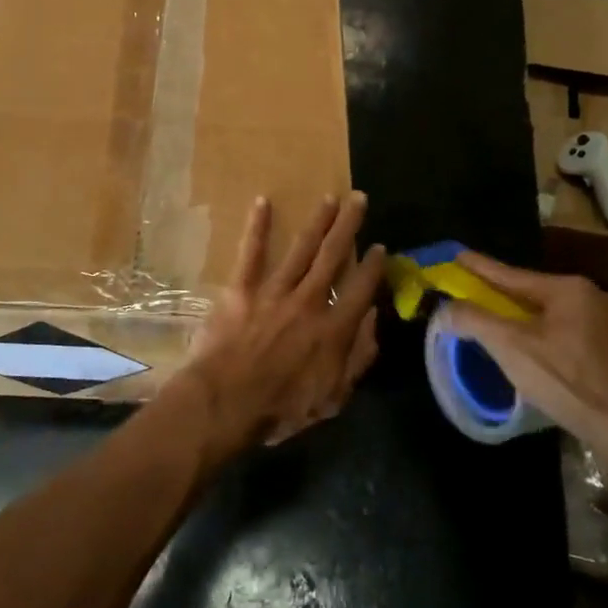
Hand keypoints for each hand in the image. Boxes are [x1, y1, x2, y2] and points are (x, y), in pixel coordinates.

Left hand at [178, 193, 385, 447]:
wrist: (226, 402)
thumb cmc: (281, 408)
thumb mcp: (333, 398)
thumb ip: (357, 358)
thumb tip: (373, 320)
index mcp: (334, 329)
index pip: (361, 289)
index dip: (374, 267)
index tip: (381, 247)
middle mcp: (309, 301)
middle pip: (334, 256)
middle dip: (349, 226)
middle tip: (359, 199)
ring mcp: (274, 291)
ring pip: (301, 248)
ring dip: (317, 221)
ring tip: (329, 198)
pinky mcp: (242, 289)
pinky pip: (251, 253)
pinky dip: (257, 226)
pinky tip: (263, 201)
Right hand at [439, 251, 607, 464]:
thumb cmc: (566, 381)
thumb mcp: (510, 347)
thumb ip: (474, 320)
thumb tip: (445, 307)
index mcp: (570, 289)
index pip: (513, 275)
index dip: (480, 267)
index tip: (457, 255)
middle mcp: (595, 296)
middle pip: (535, 294)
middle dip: (504, 296)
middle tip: (476, 295)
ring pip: (555, 315)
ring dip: (528, 319)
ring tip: (504, 324)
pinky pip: (573, 333)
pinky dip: (549, 336)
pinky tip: (539, 350)